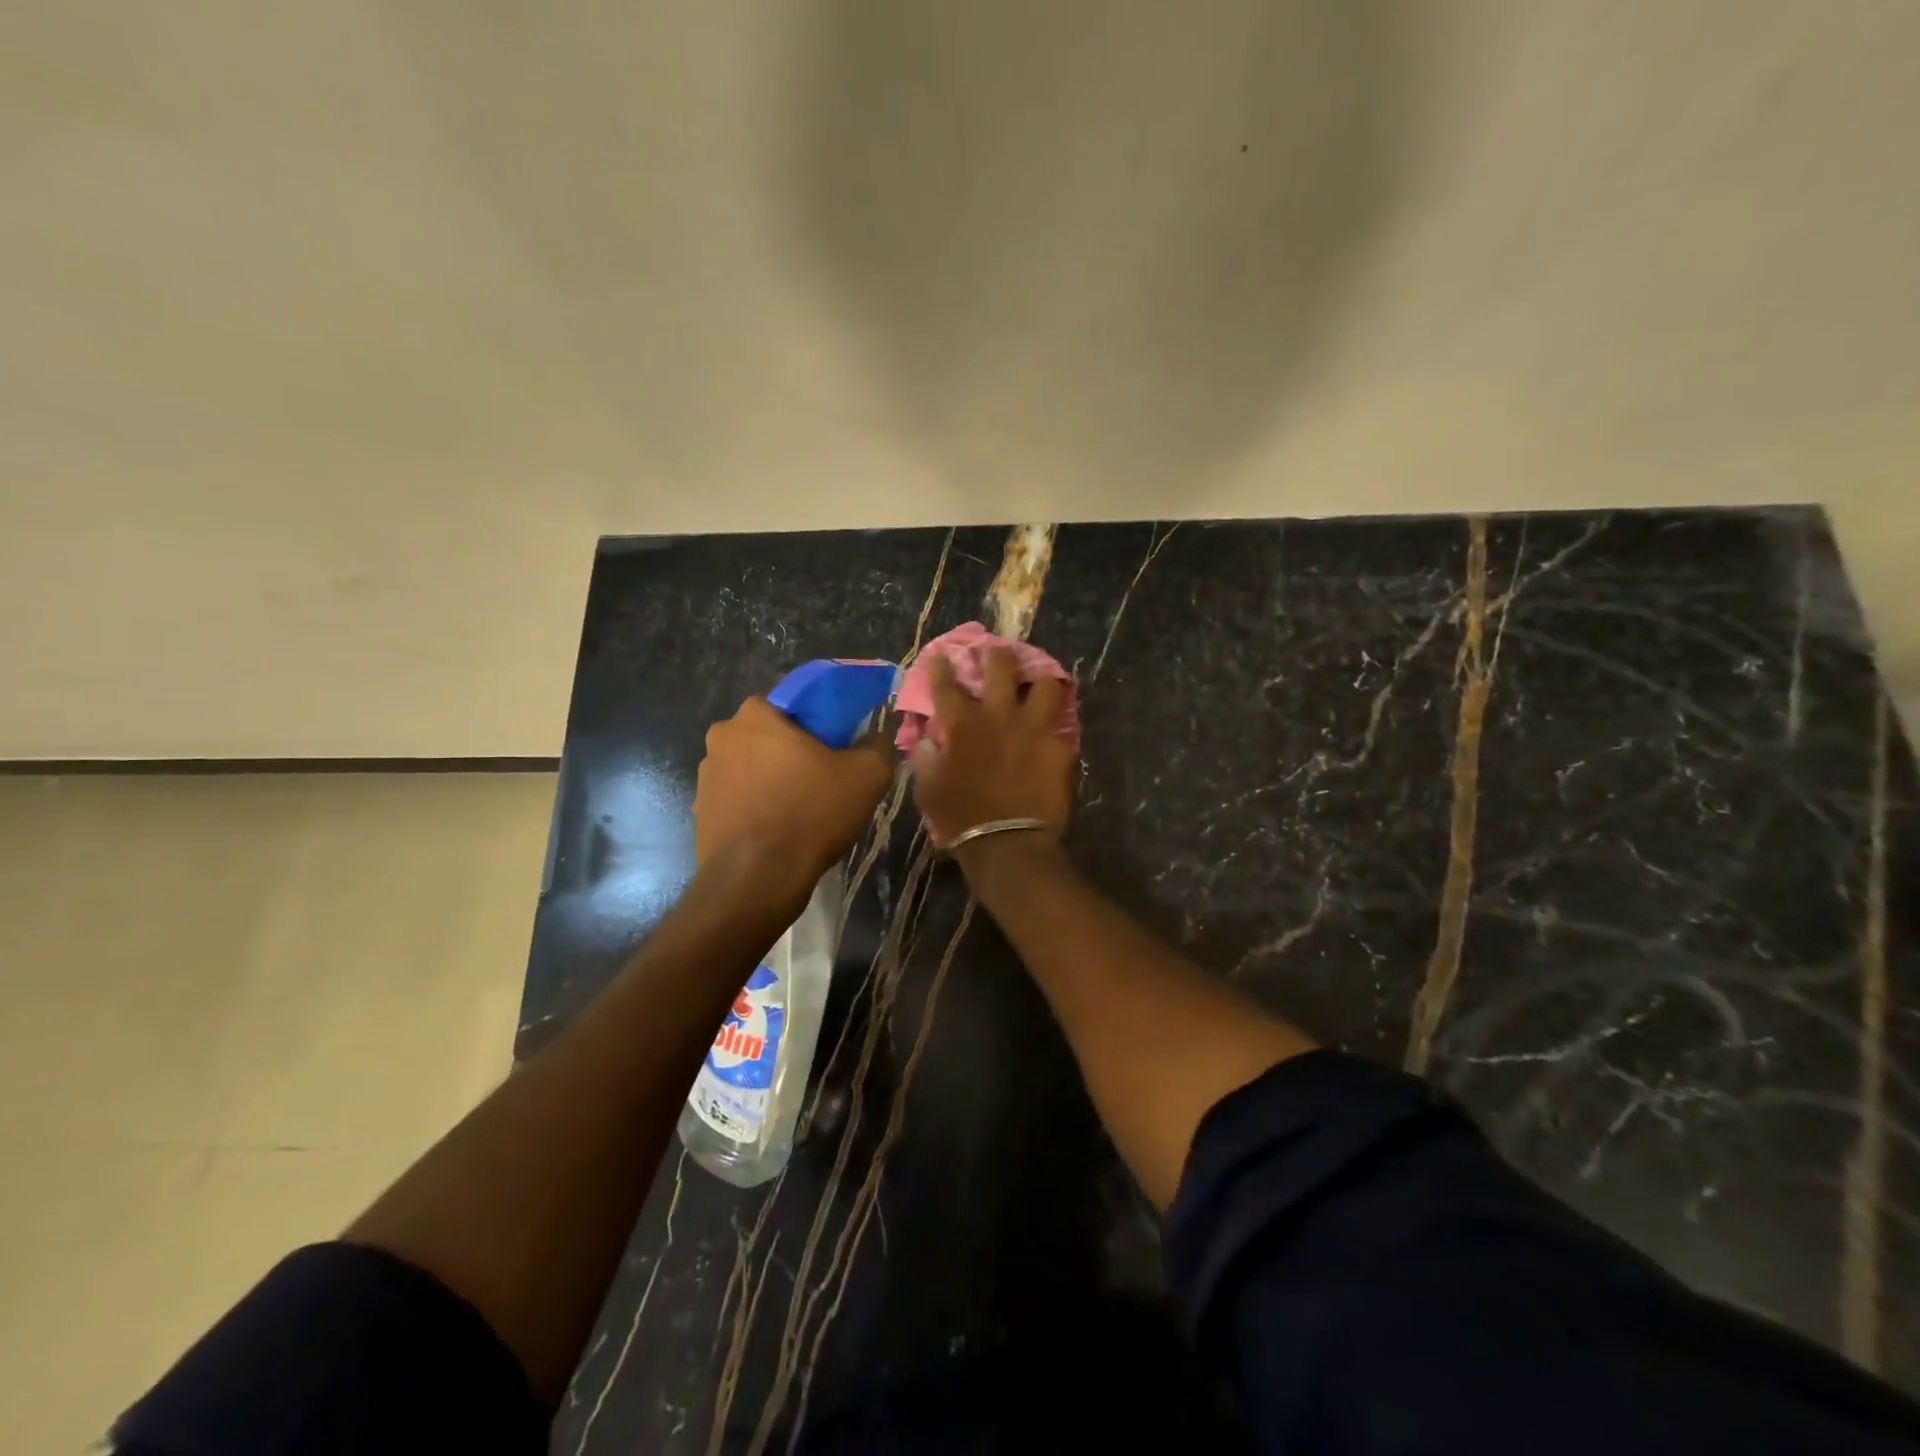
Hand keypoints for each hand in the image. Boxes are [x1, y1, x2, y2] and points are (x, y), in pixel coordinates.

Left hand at [695, 697, 893, 900]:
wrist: (757, 880)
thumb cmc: (811, 814)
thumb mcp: (867, 775)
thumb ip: (878, 745)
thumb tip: (878, 736)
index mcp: (756, 715)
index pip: (794, 702)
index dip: (820, 722)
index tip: (838, 747)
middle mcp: (722, 737)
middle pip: (770, 736)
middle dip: (794, 752)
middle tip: (824, 779)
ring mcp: (706, 777)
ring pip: (752, 768)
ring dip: (773, 780)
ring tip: (803, 810)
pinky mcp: (701, 813)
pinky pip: (739, 800)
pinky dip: (757, 808)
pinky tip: (780, 831)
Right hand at [908, 650, 1076, 848]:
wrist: (1007, 843)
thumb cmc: (959, 817)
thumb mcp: (928, 788)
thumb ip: (925, 756)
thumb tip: (927, 739)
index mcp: (962, 724)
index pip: (946, 684)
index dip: (941, 667)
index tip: (942, 656)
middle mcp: (999, 715)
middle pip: (1000, 667)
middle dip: (997, 654)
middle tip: (998, 652)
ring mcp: (1034, 728)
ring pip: (1046, 684)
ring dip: (1041, 678)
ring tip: (1040, 679)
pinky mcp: (1059, 747)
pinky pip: (1064, 725)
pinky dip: (1058, 723)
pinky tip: (1058, 723)